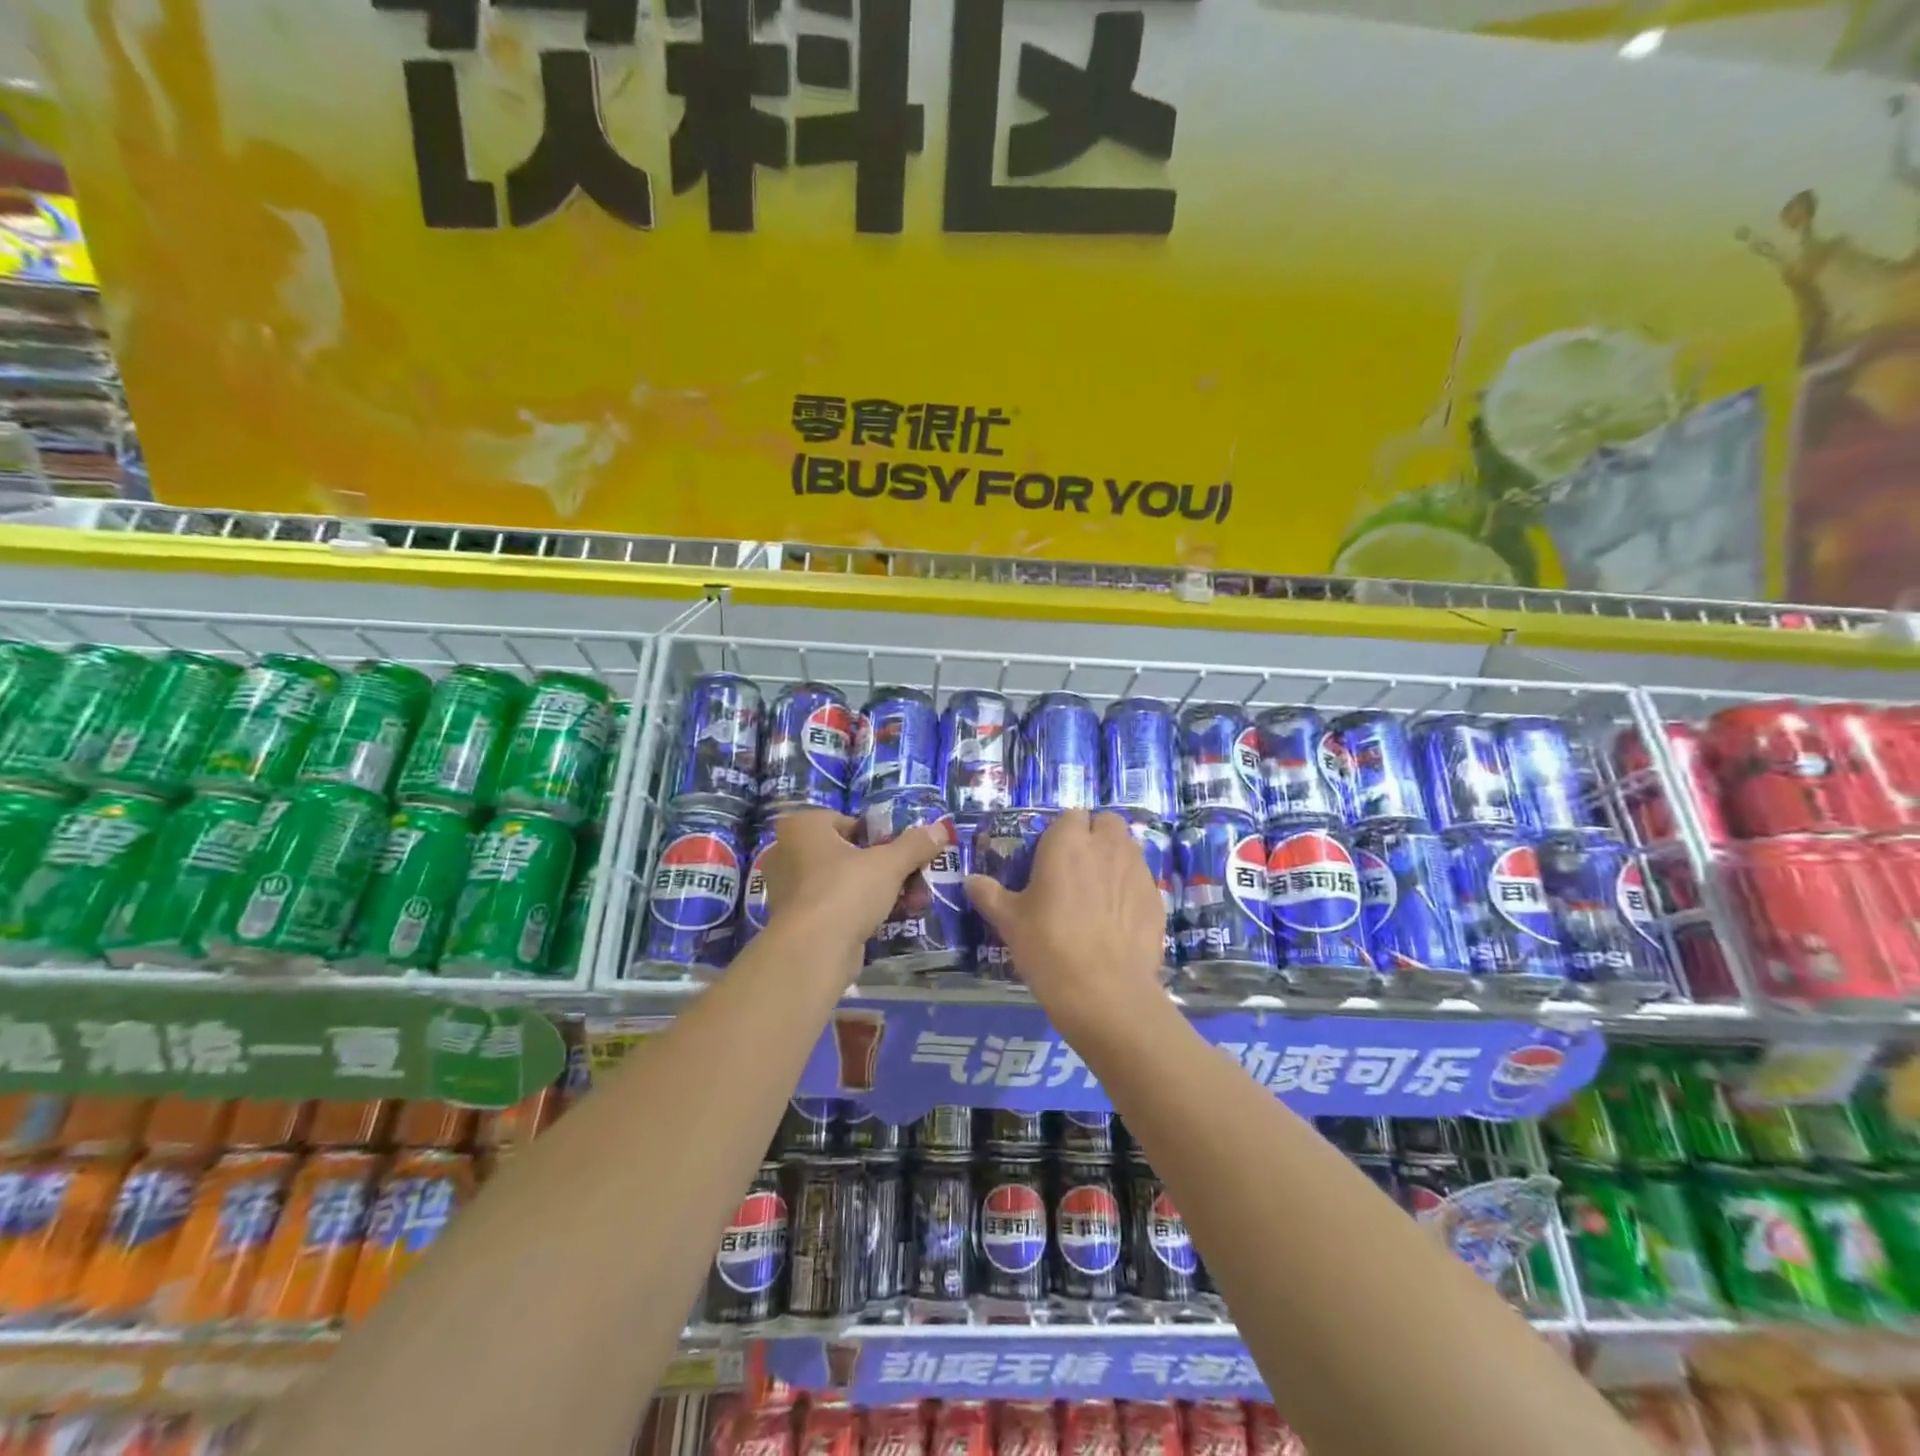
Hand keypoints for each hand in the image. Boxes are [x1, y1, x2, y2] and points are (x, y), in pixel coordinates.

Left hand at [763, 810, 947, 972]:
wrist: (813, 952)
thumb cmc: (846, 890)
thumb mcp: (889, 862)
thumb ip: (915, 844)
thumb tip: (942, 829)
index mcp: (803, 827)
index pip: (849, 822)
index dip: (880, 836)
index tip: (903, 852)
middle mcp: (788, 853)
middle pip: (849, 854)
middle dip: (884, 868)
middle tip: (914, 879)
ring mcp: (789, 890)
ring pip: (844, 883)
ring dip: (878, 891)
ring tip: (912, 903)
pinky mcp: (798, 922)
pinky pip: (836, 908)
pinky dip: (860, 912)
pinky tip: (889, 921)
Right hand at [964, 809, 1165, 1033]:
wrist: (1105, 991)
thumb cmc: (1048, 946)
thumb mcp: (1009, 921)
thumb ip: (989, 895)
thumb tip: (969, 880)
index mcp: (1067, 842)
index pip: (1071, 815)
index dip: (1063, 832)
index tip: (1051, 857)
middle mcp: (1106, 846)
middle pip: (1107, 823)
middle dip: (1095, 836)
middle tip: (1078, 867)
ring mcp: (1137, 871)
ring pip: (1128, 848)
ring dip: (1115, 858)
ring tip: (1099, 892)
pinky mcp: (1157, 898)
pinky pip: (1142, 881)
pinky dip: (1131, 889)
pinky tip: (1118, 919)